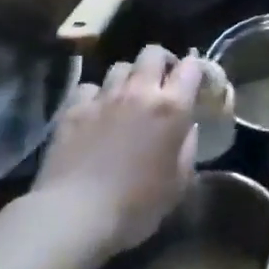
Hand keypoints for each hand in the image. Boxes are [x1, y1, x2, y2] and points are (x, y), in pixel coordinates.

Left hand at [31, 44, 202, 257]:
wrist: (74, 215)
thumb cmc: (136, 205)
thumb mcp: (178, 183)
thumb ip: (188, 148)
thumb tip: (188, 128)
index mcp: (171, 108)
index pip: (191, 67)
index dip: (196, 70)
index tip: (196, 84)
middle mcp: (139, 92)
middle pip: (153, 53)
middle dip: (162, 62)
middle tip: (162, 82)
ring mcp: (103, 97)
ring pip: (120, 66)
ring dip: (129, 77)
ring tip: (128, 97)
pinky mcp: (73, 109)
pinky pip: (89, 87)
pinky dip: (96, 95)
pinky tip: (96, 112)